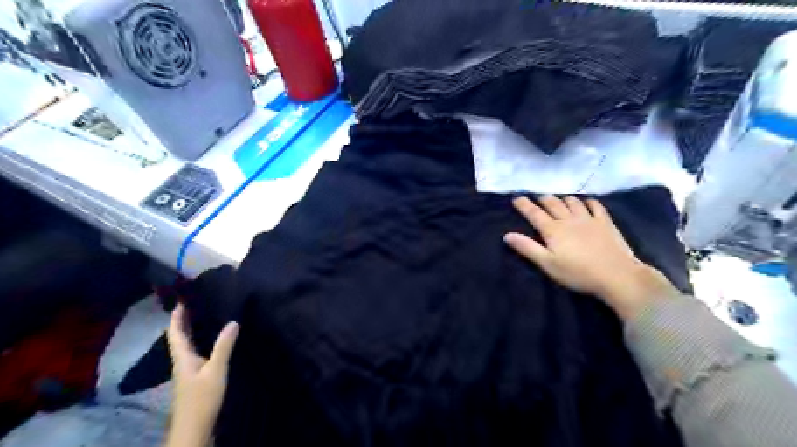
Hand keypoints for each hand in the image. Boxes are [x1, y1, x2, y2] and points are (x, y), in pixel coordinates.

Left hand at [166, 304, 237, 446]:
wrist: (195, 428)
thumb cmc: (202, 399)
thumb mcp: (216, 371)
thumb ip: (224, 347)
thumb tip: (233, 321)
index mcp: (182, 358)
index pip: (174, 332)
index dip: (176, 316)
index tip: (182, 299)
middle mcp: (181, 362)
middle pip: (178, 337)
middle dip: (183, 320)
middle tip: (195, 303)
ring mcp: (187, 371)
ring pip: (186, 345)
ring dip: (191, 330)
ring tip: (204, 316)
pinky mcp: (194, 378)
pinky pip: (194, 352)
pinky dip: (199, 341)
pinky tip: (211, 341)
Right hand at [500, 198, 674, 319]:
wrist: (617, 275)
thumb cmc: (578, 273)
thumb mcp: (548, 264)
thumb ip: (527, 248)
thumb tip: (507, 235)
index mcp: (553, 230)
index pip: (534, 213)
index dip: (524, 205)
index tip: (516, 198)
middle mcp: (568, 219)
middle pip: (552, 203)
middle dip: (542, 199)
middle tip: (537, 199)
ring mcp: (588, 218)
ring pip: (572, 201)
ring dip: (562, 198)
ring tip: (558, 200)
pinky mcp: (605, 222)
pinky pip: (595, 205)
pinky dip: (587, 201)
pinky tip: (585, 202)